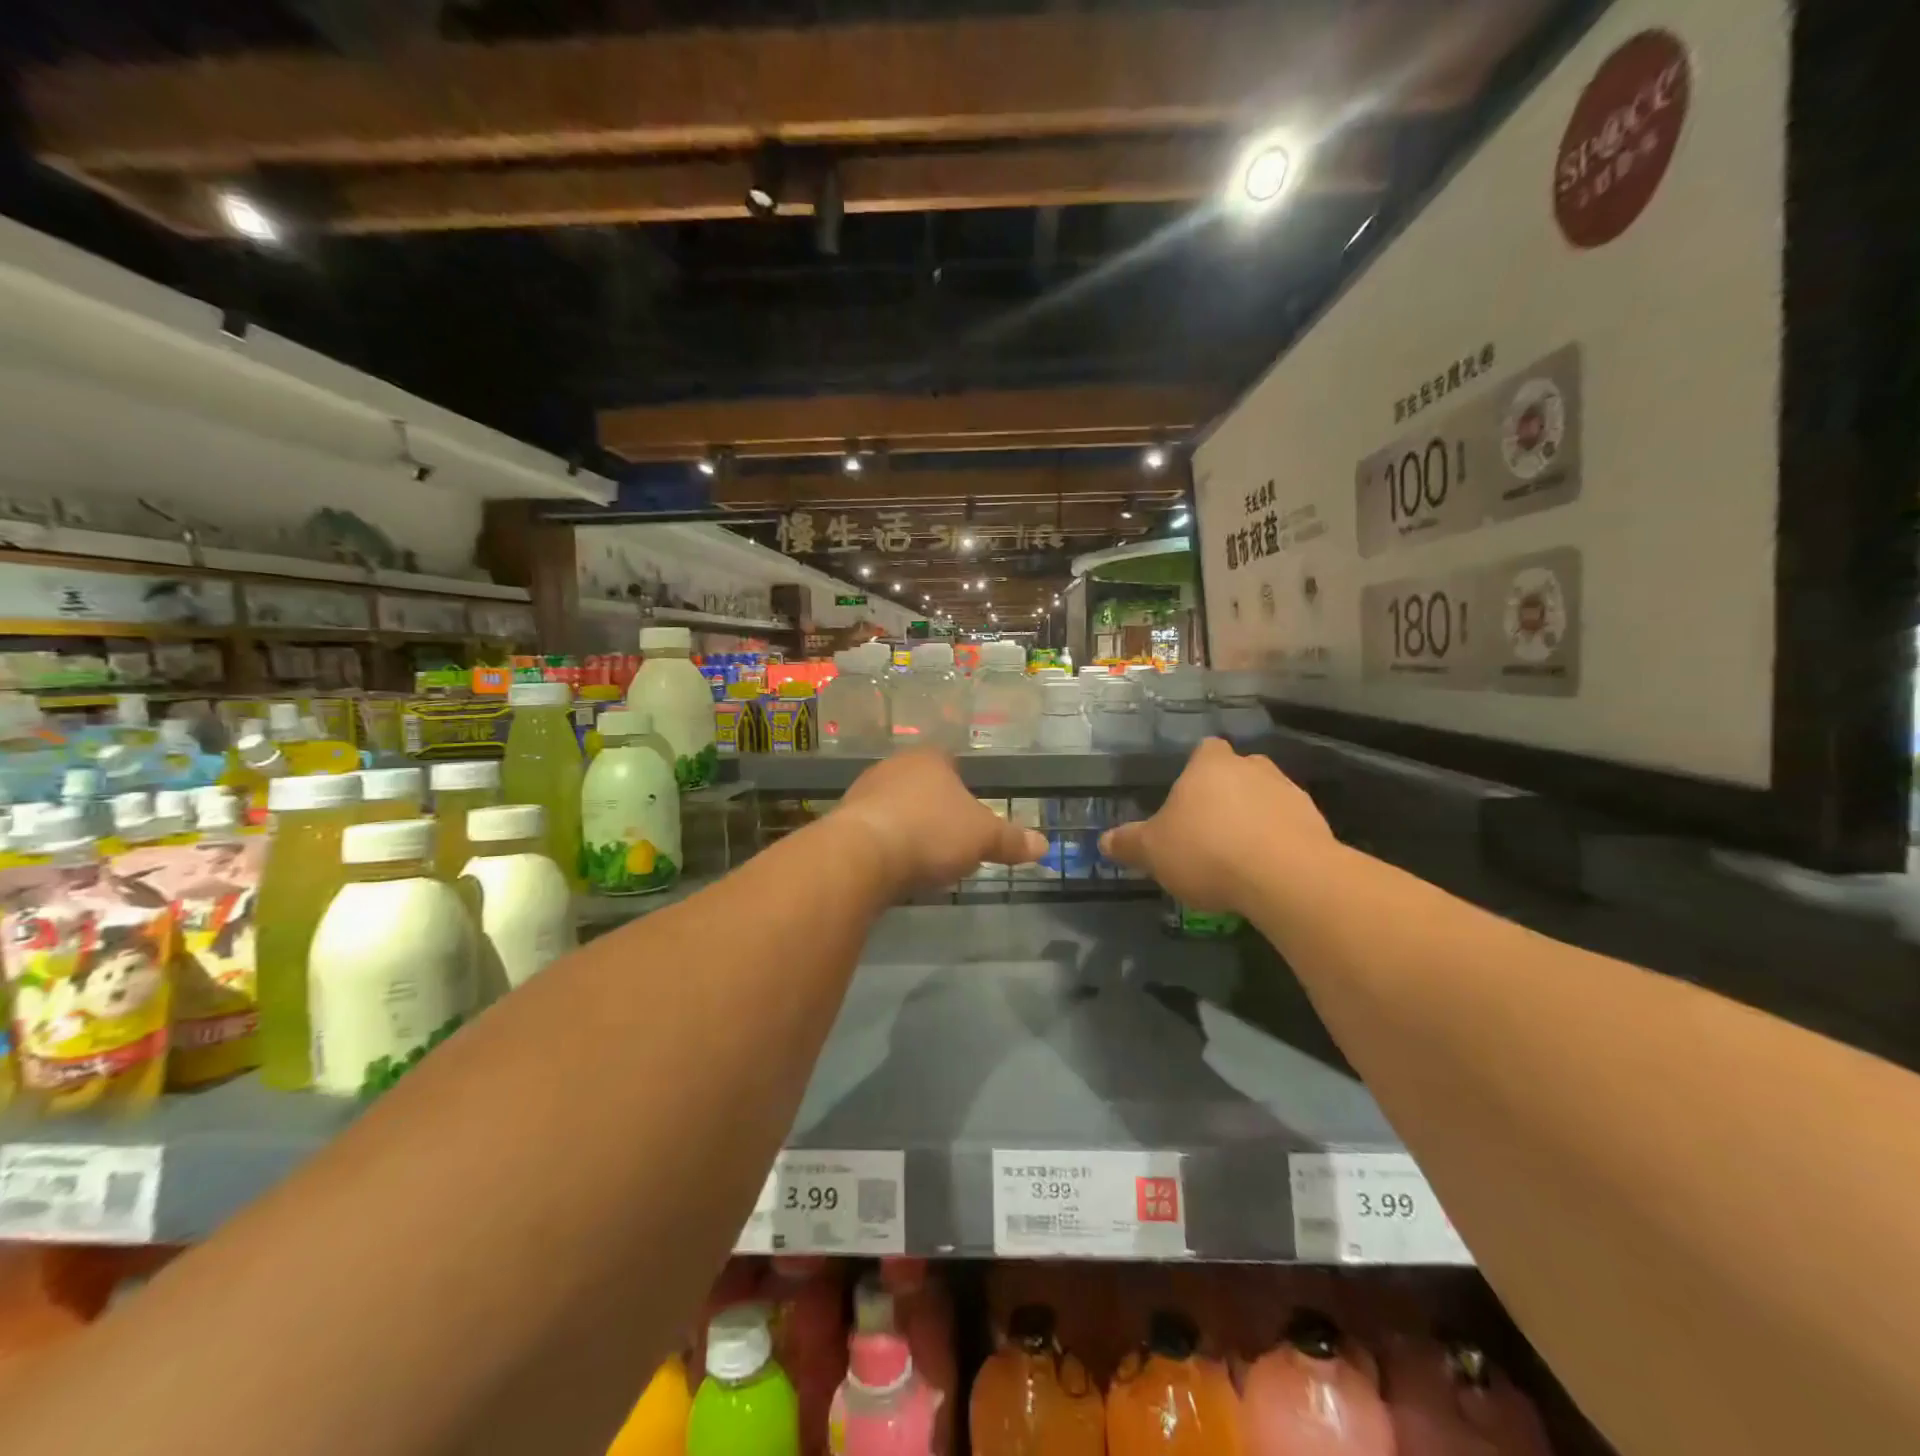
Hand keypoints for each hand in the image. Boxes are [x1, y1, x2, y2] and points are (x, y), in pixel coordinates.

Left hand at [833, 749, 1048, 895]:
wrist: (862, 855)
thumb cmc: (931, 832)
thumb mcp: (983, 838)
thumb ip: (1011, 840)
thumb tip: (1044, 844)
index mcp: (929, 760)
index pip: (950, 763)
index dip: (962, 786)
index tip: (970, 813)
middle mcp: (892, 767)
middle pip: (920, 785)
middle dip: (933, 809)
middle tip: (950, 838)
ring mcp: (862, 792)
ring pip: (893, 806)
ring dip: (906, 826)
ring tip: (922, 858)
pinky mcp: (841, 822)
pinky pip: (872, 830)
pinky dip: (884, 844)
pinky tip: (893, 867)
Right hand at [1100, 738, 1332, 911]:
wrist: (1285, 877)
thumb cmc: (1207, 851)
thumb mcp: (1153, 852)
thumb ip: (1128, 844)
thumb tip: (1104, 841)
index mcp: (1210, 765)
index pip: (1205, 750)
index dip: (1197, 769)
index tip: (1189, 796)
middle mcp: (1252, 768)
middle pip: (1238, 771)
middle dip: (1227, 793)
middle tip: (1210, 827)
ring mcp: (1289, 792)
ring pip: (1267, 797)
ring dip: (1255, 818)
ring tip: (1239, 854)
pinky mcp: (1316, 823)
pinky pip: (1290, 826)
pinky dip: (1278, 841)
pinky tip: (1265, 870)